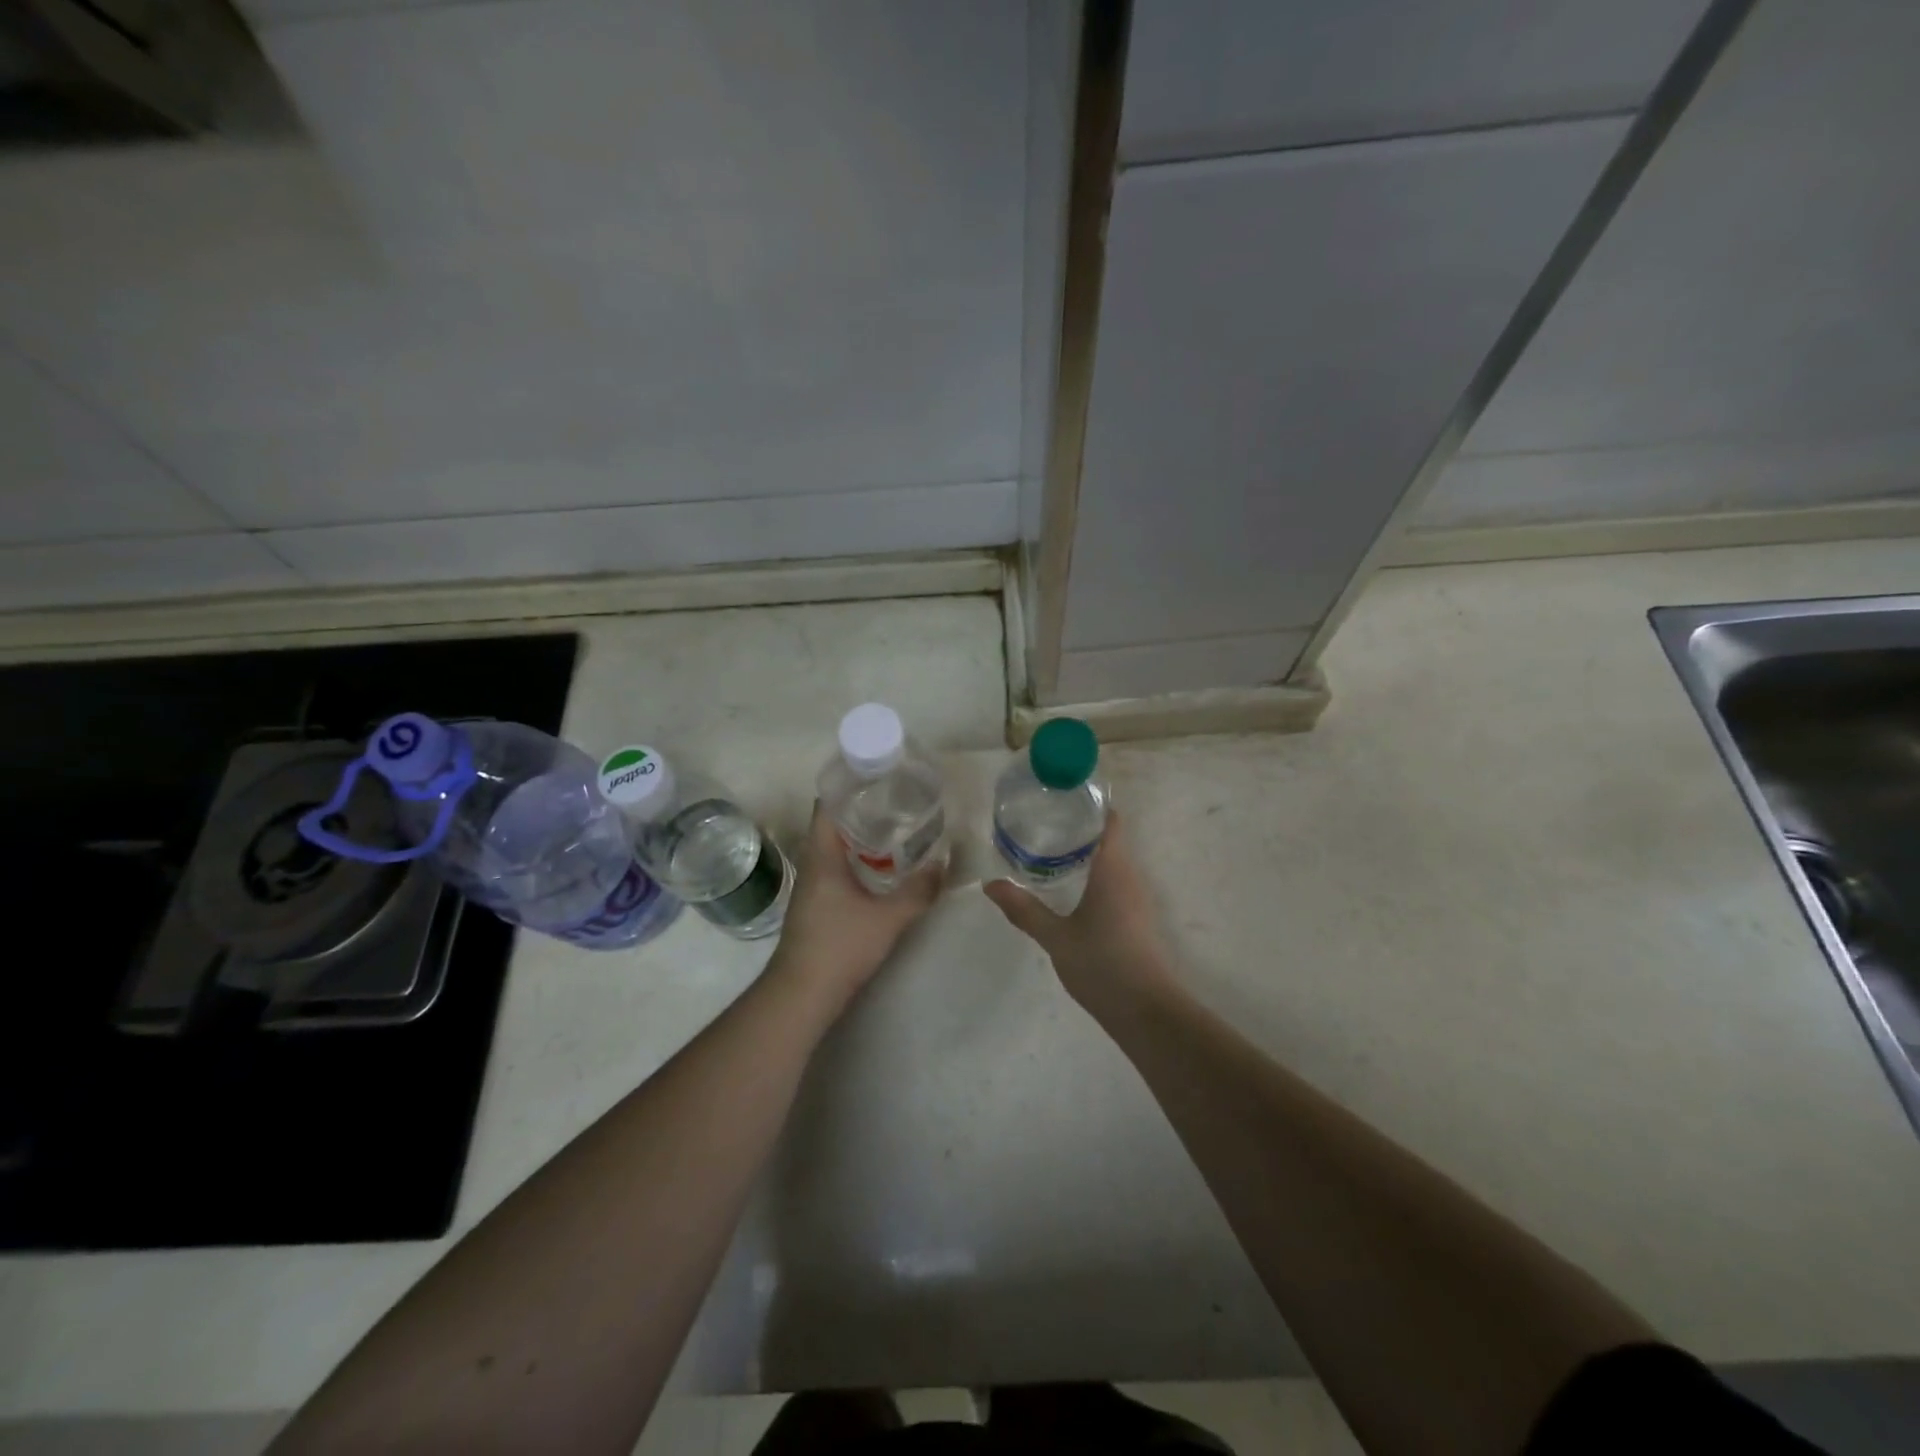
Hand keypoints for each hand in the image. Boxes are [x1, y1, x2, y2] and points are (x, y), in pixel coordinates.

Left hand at [770, 803, 942, 1007]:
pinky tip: (882, 867)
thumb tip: (944, 863)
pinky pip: (837, 867)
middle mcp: (813, 864)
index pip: (828, 804)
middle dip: (862, 809)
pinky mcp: (817, 904)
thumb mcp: (888, 917)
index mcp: (822, 856)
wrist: (803, 993)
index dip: (849, 786)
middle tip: (898, 800)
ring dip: (860, 836)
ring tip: (896, 828)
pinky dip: (857, 858)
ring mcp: (812, 886)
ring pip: (835, 848)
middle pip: (833, 823)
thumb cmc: (840, 946)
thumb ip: (918, 890)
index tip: (879, 777)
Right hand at [984, 813, 1174, 1019]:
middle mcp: (1129, 876)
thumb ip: (1023, 909)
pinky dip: (1094, 873)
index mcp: (1113, 869)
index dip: (1091, 805)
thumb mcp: (1055, 937)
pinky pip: (1115, 881)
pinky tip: (1069, 886)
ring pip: (1113, 861)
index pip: (1110, 821)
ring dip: (1087, 852)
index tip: (1061, 798)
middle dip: (1080, 827)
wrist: (1145, 1011)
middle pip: (1110, 838)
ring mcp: (1136, 898)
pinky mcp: (1136, 918)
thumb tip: (990, 885)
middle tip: (1043, 821)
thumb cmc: (1101, 964)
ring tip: (1049, 848)